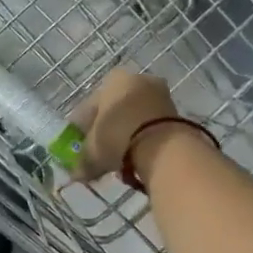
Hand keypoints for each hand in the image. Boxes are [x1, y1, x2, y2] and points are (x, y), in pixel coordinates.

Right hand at [70, 68, 184, 182]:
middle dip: (107, 129)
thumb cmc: (118, 137)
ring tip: (120, 156)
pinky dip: (144, 137)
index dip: (83, 127)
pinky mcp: (176, 111)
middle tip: (101, 151)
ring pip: (135, 115)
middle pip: (115, 108)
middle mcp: (137, 79)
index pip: (91, 105)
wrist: (162, 146)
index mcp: (113, 80)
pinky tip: (138, 155)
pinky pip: (152, 124)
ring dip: (127, 133)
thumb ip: (83, 161)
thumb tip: (76, 173)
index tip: (80, 145)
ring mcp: (160, 94)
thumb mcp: (93, 151)